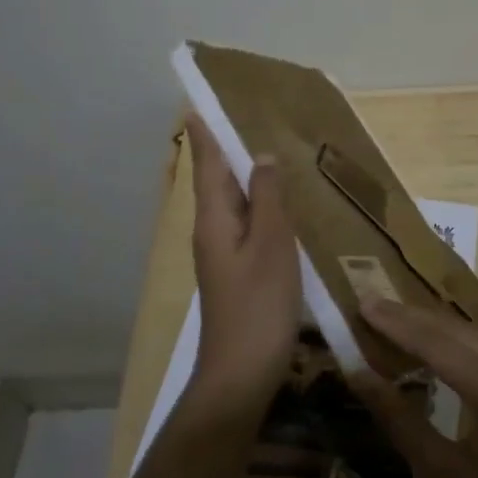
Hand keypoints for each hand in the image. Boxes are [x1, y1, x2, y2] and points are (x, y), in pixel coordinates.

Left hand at [184, 118, 300, 425]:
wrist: (241, 374)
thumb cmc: (259, 305)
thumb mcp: (271, 245)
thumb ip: (268, 198)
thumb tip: (261, 156)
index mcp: (215, 219)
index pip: (206, 165)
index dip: (204, 134)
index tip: (198, 103)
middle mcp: (212, 231)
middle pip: (217, 181)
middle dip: (226, 149)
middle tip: (245, 117)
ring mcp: (223, 254)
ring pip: (233, 203)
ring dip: (245, 176)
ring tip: (267, 151)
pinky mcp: (237, 272)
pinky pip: (246, 224)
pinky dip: (259, 205)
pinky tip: (279, 205)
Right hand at [348, 300, 477, 477]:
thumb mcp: (442, 476)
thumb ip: (399, 420)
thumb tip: (359, 376)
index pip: (437, 343)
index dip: (397, 323)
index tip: (363, 304)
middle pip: (459, 331)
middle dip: (413, 317)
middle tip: (372, 306)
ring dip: (438, 327)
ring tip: (398, 322)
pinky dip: (463, 343)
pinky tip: (441, 348)